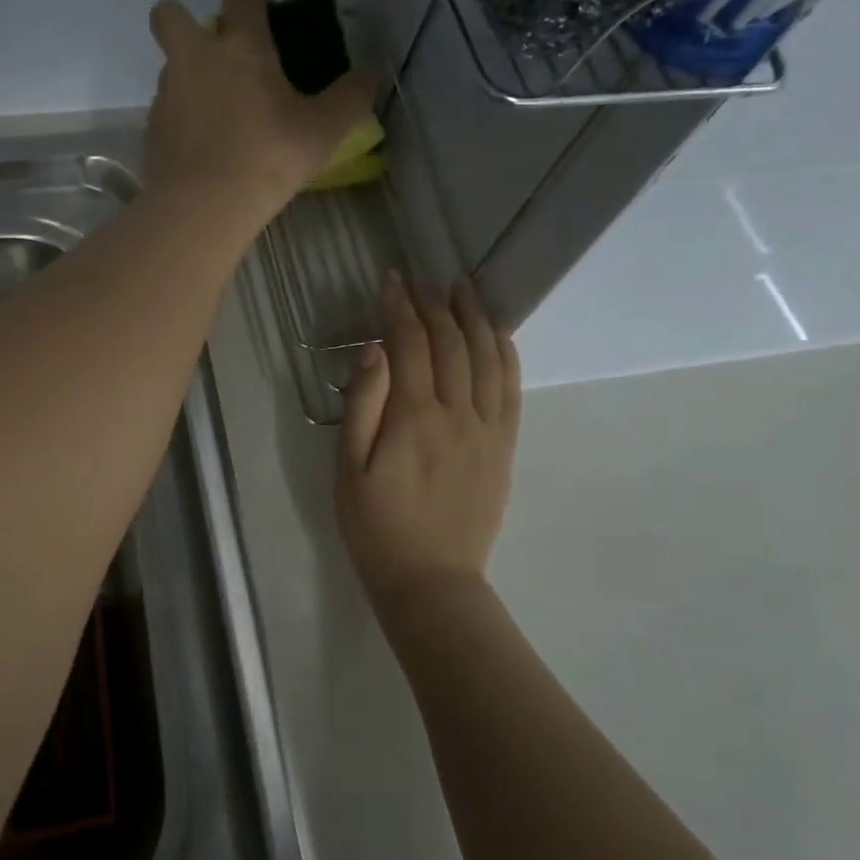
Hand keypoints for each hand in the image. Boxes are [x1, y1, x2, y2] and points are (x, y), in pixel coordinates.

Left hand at [145, 0, 373, 221]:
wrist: (202, 207)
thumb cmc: (267, 159)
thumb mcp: (323, 132)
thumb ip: (350, 98)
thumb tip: (369, 75)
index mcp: (240, 45)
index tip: (265, 9)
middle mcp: (194, 58)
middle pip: (169, 14)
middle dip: (184, 20)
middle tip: (214, 53)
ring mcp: (166, 94)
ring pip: (168, 66)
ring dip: (187, 76)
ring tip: (216, 113)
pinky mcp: (150, 130)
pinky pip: (164, 111)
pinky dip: (180, 119)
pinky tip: (201, 148)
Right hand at [337, 272, 521, 609]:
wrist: (430, 579)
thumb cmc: (376, 526)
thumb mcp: (348, 469)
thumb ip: (362, 405)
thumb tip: (375, 350)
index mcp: (414, 418)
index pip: (410, 345)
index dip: (400, 308)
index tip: (392, 280)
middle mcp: (457, 414)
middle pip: (450, 344)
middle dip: (434, 305)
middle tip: (422, 280)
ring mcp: (487, 429)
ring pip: (486, 358)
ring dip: (474, 318)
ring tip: (463, 289)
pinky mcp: (504, 447)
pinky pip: (511, 390)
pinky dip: (505, 354)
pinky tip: (497, 334)